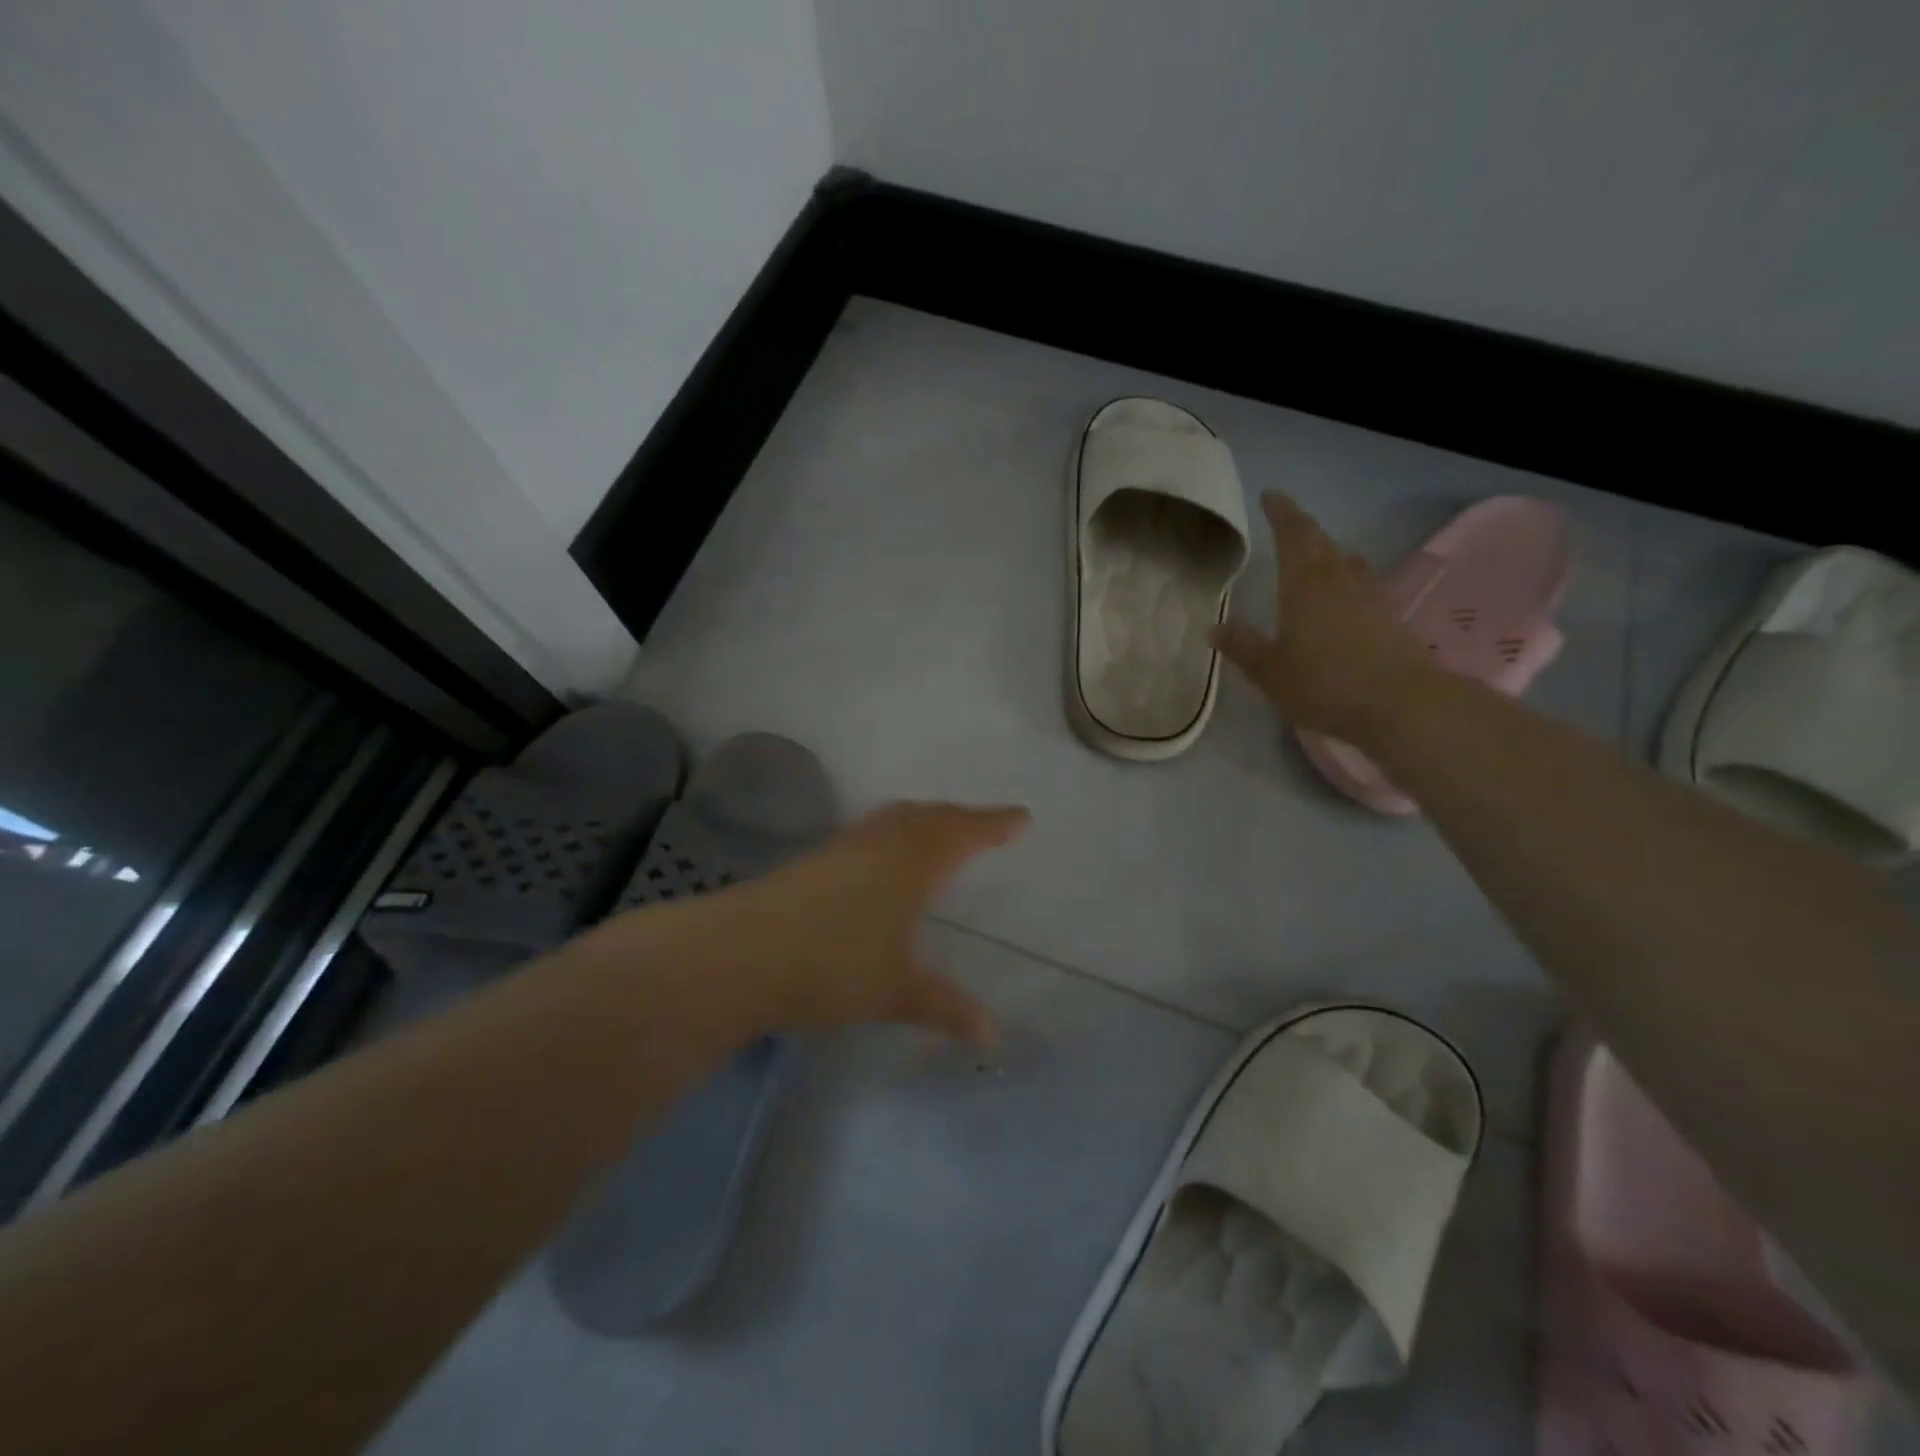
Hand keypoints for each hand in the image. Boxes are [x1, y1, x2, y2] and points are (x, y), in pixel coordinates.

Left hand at [685, 801, 1029, 1043]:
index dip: (993, 824)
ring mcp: (843, 848)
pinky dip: (893, 833)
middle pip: (929, 817)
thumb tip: (991, 1033)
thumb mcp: (895, 991)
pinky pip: (870, 832)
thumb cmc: (832, 966)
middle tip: (986, 825)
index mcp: (911, 863)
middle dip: (962, 818)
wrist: (741, 953)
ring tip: (939, 830)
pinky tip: (883, 858)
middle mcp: (880, 844)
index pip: (963, 833)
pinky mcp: (815, 860)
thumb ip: (943, 1006)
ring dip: (925, 819)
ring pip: (895, 819)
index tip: (1021, 818)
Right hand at [1212, 492, 1437, 742]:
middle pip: (1320, 542)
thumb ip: (1242, 646)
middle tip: (1285, 522)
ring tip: (1313, 555)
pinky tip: (1341, 596)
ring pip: (1344, 561)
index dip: (1281, 513)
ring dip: (1327, 552)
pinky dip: (1345, 580)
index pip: (1293, 534)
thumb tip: (1214, 628)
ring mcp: (1369, 597)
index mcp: (1305, 584)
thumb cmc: (1323, 683)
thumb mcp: (1269, 670)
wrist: (1400, 704)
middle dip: (1301, 528)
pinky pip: (1360, 585)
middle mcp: (1339, 580)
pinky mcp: (1388, 618)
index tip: (1270, 496)